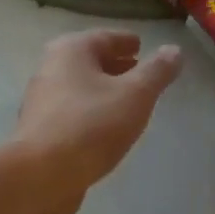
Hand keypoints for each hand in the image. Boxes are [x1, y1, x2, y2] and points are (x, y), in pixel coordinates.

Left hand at [10, 30, 183, 213]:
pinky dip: (92, 114)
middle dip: (114, 66)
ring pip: (80, 89)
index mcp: (70, 51)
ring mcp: (42, 103)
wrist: (41, 176)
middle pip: (88, 62)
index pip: (104, 37)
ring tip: (128, 103)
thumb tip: (174, 50)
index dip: (125, 41)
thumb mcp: (135, 95)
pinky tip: (107, 130)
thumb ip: (157, 72)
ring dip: (103, 92)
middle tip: (139, 73)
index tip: (141, 46)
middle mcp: (50, 70)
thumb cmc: (91, 125)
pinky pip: (73, 114)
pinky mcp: (40, 133)